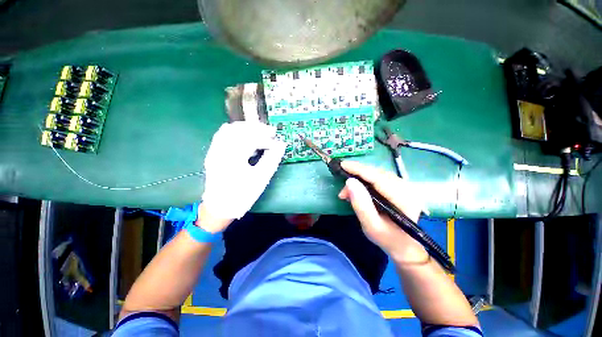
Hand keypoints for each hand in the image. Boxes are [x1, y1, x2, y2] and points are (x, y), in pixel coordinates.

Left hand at [201, 122, 285, 222]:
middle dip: (257, 128)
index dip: (266, 138)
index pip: (251, 138)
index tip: (276, 142)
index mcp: (232, 157)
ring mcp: (214, 150)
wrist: (220, 207)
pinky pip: (223, 134)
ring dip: (247, 128)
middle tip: (270, 132)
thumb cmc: (242, 195)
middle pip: (239, 129)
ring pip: (230, 129)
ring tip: (260, 132)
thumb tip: (281, 145)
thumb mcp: (260, 179)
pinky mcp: (213, 153)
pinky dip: (236, 132)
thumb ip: (272, 159)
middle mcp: (220, 150)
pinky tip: (245, 136)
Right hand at [338, 161, 427, 263]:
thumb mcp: (370, 225)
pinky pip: (379, 177)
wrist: (403, 244)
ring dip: (360, 178)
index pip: (379, 178)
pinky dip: (365, 179)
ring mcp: (405, 186)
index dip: (360, 170)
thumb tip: (349, 181)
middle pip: (378, 173)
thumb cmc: (386, 238)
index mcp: (404, 200)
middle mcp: (407, 188)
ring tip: (347, 191)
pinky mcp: (399, 186)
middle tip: (343, 188)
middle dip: (357, 175)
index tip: (343, 165)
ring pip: (378, 173)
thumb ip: (361, 204)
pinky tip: (357, 188)